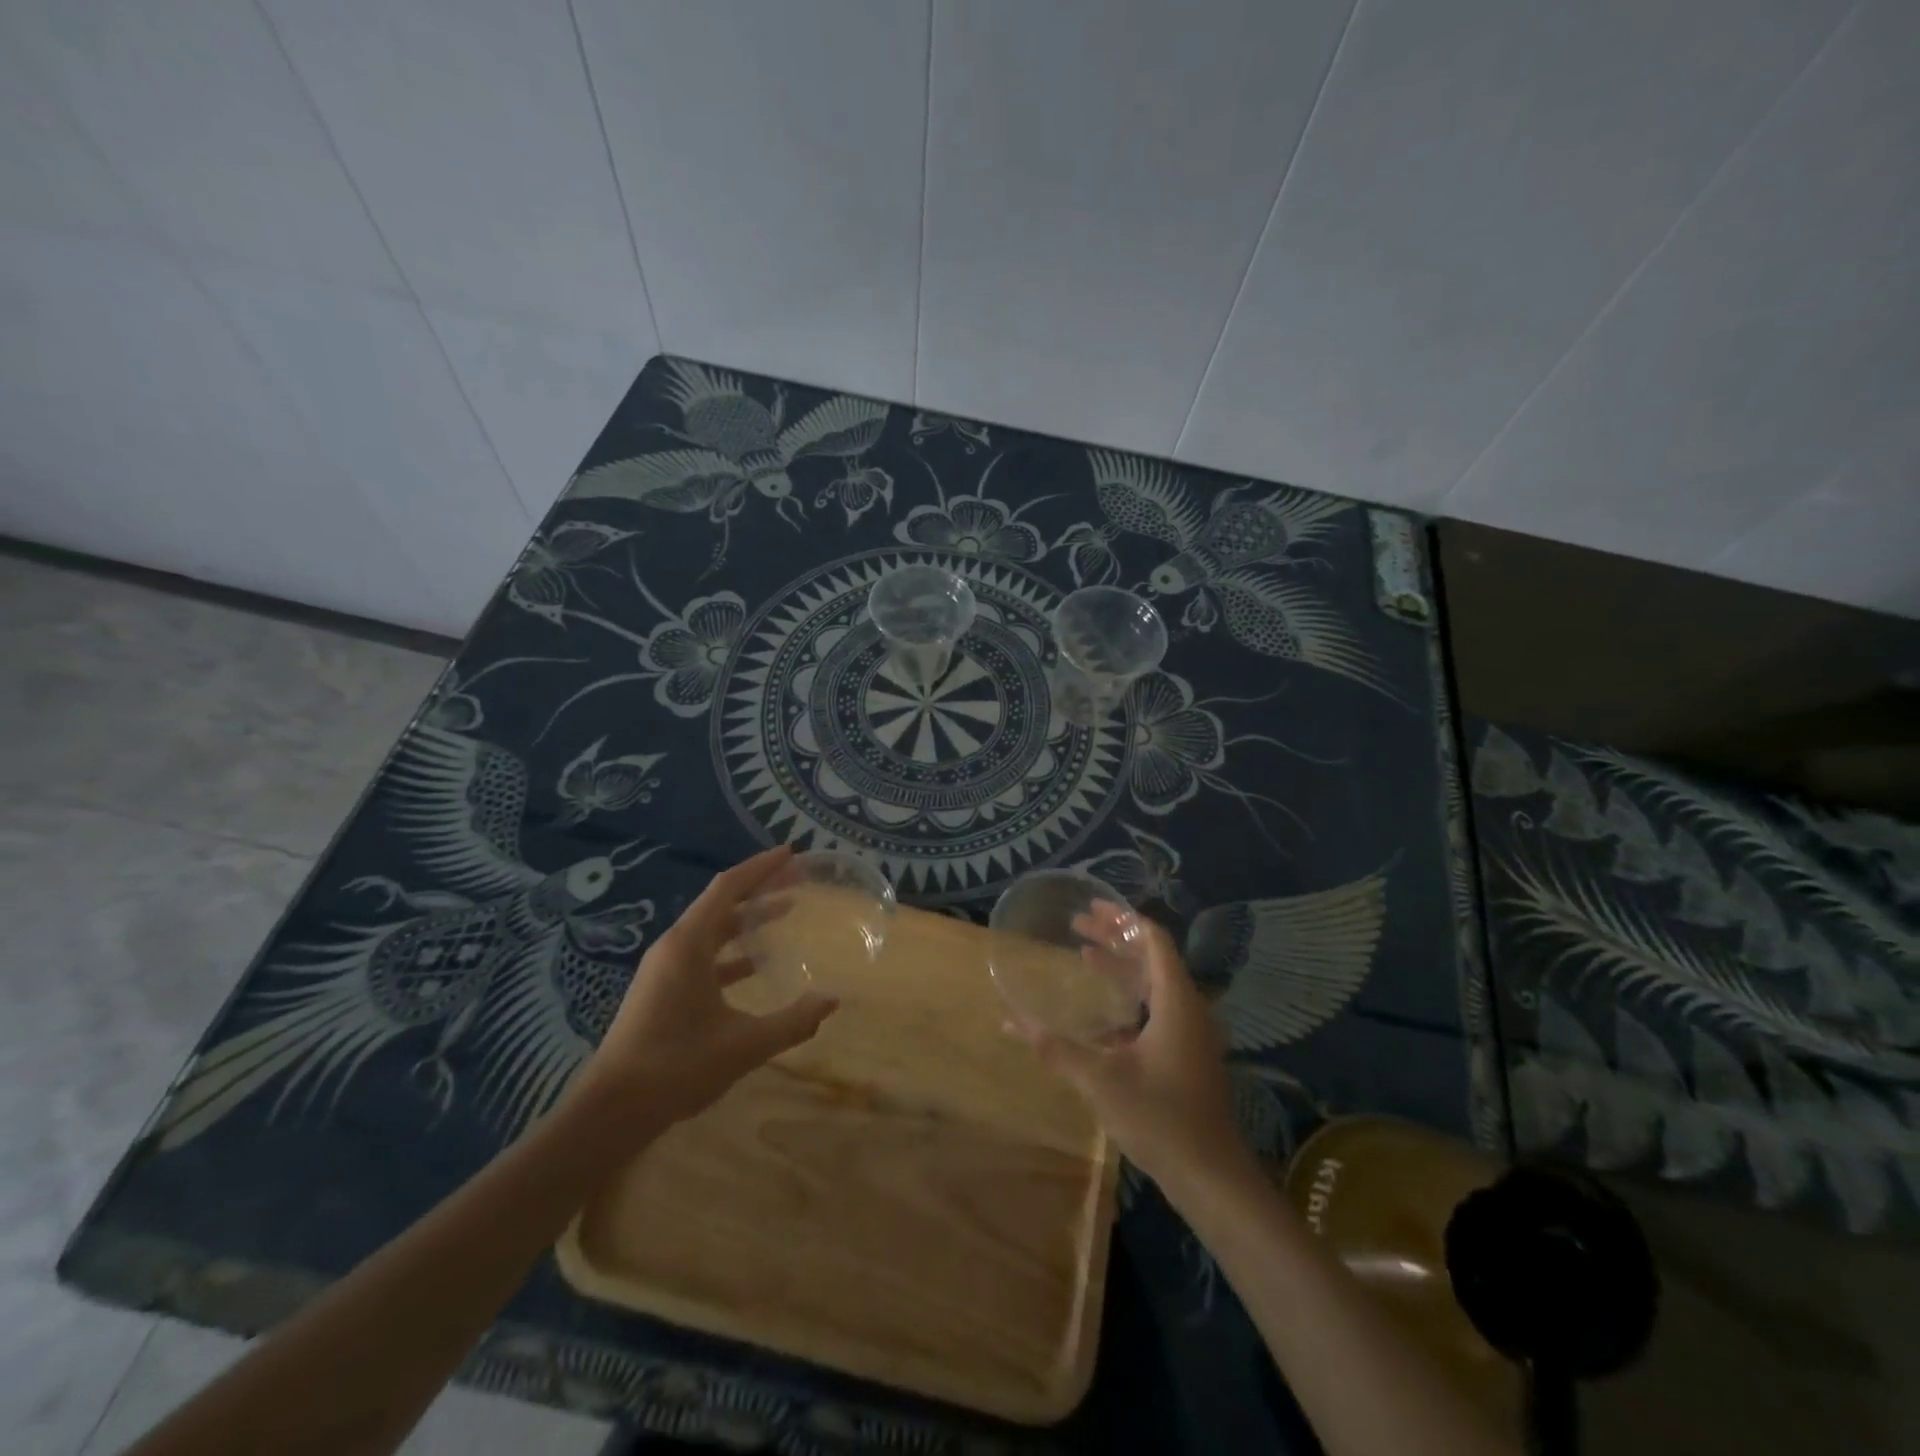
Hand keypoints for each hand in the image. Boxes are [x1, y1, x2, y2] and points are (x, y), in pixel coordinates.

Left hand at [578, 845, 838, 1126]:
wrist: (612, 1111)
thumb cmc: (677, 1066)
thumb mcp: (745, 1045)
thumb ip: (793, 1022)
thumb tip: (832, 1001)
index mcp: (689, 945)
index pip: (728, 887)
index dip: (761, 867)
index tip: (791, 853)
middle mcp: (674, 946)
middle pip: (721, 902)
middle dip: (759, 888)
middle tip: (797, 879)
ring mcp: (664, 968)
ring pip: (712, 929)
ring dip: (747, 918)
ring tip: (786, 911)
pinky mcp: (662, 990)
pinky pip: (703, 954)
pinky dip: (732, 951)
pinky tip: (756, 966)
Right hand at [1007, 901, 1250, 1192]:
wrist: (1211, 1177)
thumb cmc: (1160, 1118)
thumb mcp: (1102, 1080)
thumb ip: (1057, 1049)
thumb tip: (1012, 1024)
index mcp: (1176, 1001)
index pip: (1154, 940)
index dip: (1124, 919)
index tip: (1092, 908)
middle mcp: (1188, 1008)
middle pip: (1152, 957)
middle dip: (1115, 938)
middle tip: (1077, 925)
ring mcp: (1190, 1033)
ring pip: (1154, 984)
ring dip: (1121, 967)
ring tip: (1083, 954)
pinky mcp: (1187, 1055)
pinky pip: (1157, 1009)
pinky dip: (1129, 997)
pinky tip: (1100, 1011)